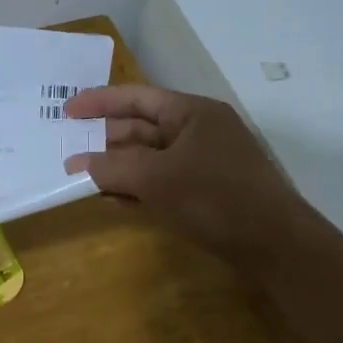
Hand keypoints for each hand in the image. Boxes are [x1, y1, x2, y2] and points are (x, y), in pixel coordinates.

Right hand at [63, 84, 317, 272]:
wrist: (276, 245)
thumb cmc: (216, 198)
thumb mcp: (157, 179)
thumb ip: (112, 168)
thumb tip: (74, 166)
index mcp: (192, 113)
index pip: (138, 98)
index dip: (99, 102)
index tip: (66, 111)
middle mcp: (198, 131)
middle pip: (142, 128)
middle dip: (105, 141)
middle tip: (69, 151)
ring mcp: (204, 162)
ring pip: (150, 158)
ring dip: (118, 168)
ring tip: (84, 179)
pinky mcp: (206, 192)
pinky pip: (162, 182)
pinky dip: (137, 188)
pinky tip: (113, 201)